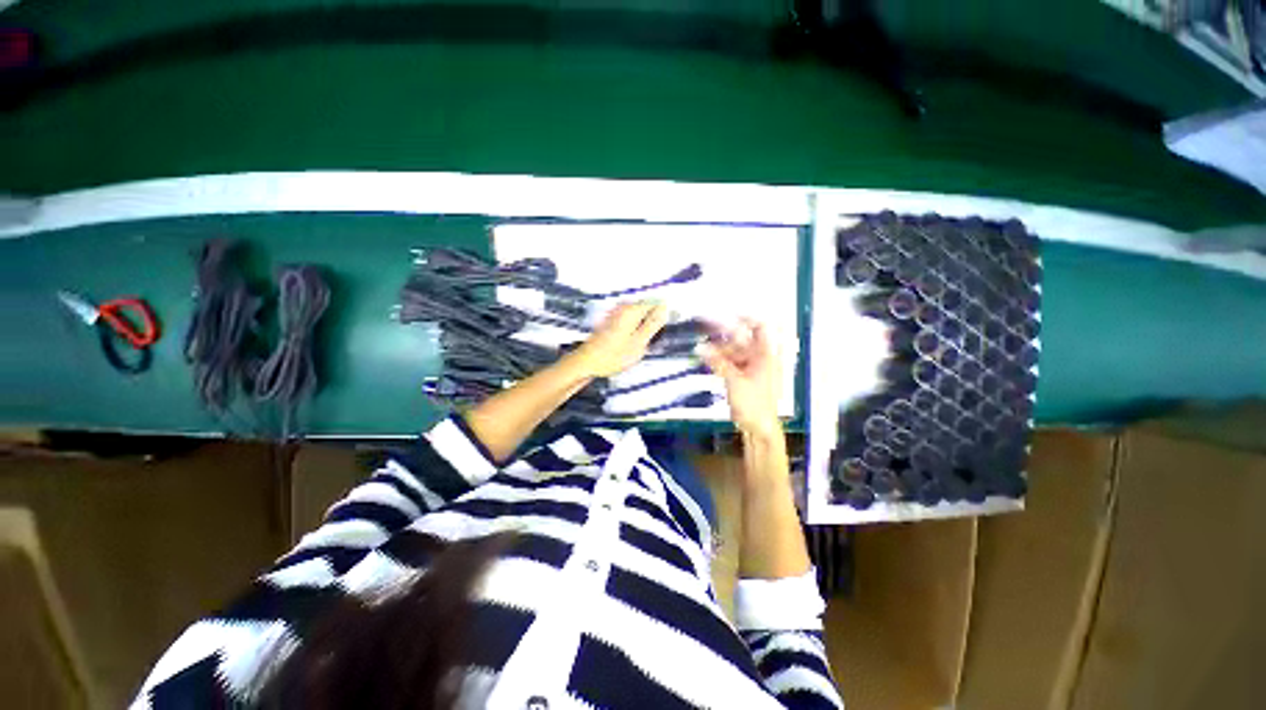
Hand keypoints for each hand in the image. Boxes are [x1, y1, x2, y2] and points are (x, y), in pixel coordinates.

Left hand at [568, 302, 669, 378]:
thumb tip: (665, 308)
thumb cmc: (612, 356)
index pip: (656, 303)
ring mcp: (617, 314)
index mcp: (631, 311)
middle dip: (655, 321)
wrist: (586, 362)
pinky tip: (634, 343)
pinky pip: (631, 322)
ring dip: (645, 327)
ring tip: (644, 344)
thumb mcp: (638, 343)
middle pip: (647, 308)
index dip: (665, 313)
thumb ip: (652, 325)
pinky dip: (636, 330)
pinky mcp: (612, 322)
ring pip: (639, 316)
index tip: (669, 327)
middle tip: (656, 340)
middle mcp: (624, 308)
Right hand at [700, 319, 782, 438]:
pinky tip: (708, 358)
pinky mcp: (745, 377)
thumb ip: (717, 362)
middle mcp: (761, 358)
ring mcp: (753, 368)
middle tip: (705, 329)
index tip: (726, 313)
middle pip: (743, 339)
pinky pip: (732, 363)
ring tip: (702, 348)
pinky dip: (721, 360)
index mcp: (766, 355)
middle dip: (725, 334)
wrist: (759, 429)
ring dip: (720, 349)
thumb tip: (699, 347)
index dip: (746, 317)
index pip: (760, 327)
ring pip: (735, 351)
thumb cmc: (753, 404)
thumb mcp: (734, 381)